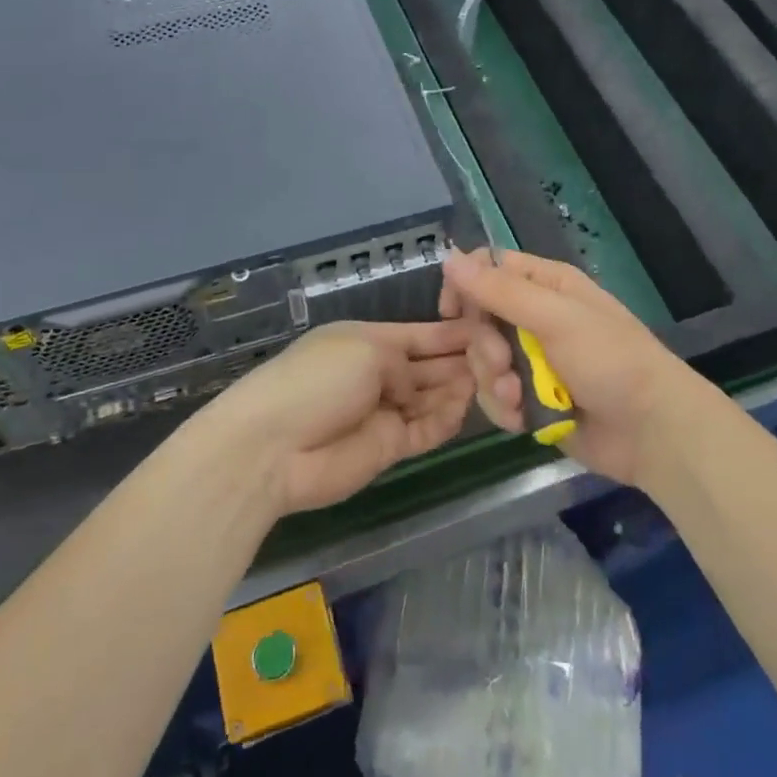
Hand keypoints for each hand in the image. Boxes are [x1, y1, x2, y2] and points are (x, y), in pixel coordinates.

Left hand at [204, 320, 477, 516]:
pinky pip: (426, 430)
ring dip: (459, 389)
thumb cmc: (318, 379)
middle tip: (503, 358)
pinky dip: (446, 420)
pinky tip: (468, 407)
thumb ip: (405, 362)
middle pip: (430, 366)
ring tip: (496, 381)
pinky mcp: (388, 448)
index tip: (489, 328)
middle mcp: (379, 373)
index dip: (452, 333)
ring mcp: (384, 412)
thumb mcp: (365, 350)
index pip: (420, 334)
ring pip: (432, 398)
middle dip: (462, 361)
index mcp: (368, 340)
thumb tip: (416, 386)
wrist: (273, 447)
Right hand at [438, 248, 707, 485]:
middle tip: (504, 363)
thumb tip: (449, 256)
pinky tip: (523, 419)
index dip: (466, 287)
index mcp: (546, 285)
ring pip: (483, 362)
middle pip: (479, 320)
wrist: (651, 431)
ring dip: (493, 382)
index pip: (488, 269)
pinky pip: (495, 396)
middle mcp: (535, 317)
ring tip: (518, 399)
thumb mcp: (555, 318)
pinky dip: (504, 408)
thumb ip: (500, 290)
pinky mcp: (531, 399)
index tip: (453, 312)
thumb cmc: (610, 360)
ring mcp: (532, 361)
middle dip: (484, 347)